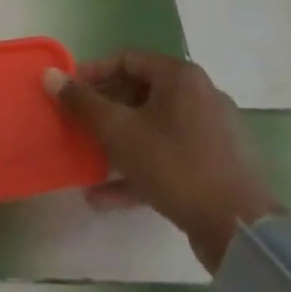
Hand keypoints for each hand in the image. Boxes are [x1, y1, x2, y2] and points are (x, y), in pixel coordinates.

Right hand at [44, 51, 278, 271]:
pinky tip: (105, 197)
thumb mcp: (118, 131)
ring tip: (87, 159)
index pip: (126, 60)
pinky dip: (139, 169)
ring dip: (118, 143)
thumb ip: (82, 102)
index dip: (92, 73)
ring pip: (153, 128)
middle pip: (140, 93)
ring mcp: (212, 133)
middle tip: (76, 124)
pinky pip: (169, 157)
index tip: (67, 92)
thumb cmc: (174, 165)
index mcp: (180, 77)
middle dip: (103, 111)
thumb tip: (50, 75)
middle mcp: (200, 96)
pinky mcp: (216, 167)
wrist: (240, 232)